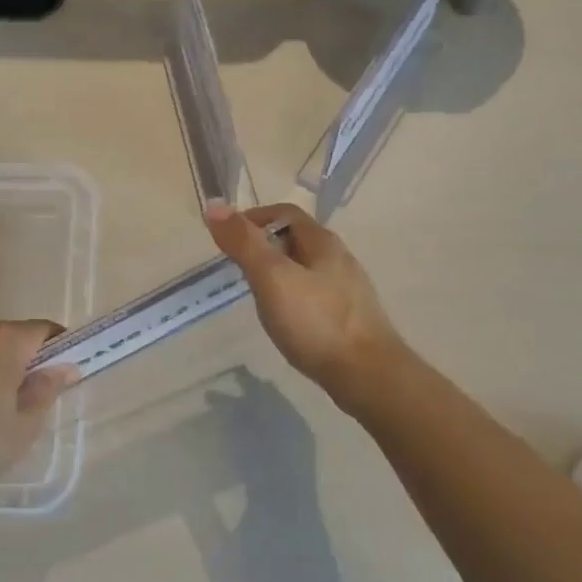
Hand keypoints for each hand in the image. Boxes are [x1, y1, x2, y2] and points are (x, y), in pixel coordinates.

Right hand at [205, 202, 407, 411]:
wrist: (367, 375)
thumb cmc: (316, 322)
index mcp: (323, 242)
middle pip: (296, 239)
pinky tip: (283, 318)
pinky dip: (291, 296)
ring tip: (255, 293)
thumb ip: (244, 243)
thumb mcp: (272, 278)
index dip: (253, 218)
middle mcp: (339, 259)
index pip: (284, 213)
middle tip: (236, 266)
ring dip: (277, 272)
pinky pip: (313, 295)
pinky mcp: (348, 318)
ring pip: (305, 268)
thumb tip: (214, 206)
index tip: (226, 237)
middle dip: (263, 245)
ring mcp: (347, 290)